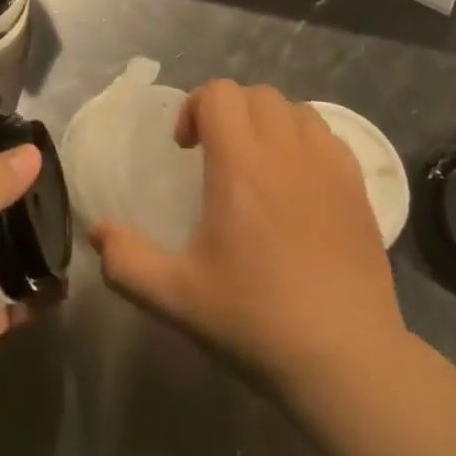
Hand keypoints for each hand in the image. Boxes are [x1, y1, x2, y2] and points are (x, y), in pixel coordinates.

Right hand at [90, 80, 404, 389]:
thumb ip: (126, 261)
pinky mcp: (359, 188)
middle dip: (228, 111)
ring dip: (267, 123)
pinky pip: (328, 136)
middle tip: (215, 155)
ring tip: (258, 164)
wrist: (348, 362)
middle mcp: (286, 151)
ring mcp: (329, 167)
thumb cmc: (256, 320)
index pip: (218, 94)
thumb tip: (96, 231)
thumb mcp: (175, 297)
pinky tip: (297, 182)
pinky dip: (305, 141)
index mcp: (241, 165)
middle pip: (255, 94)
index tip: (186, 150)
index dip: (194, 107)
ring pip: (294, 109)